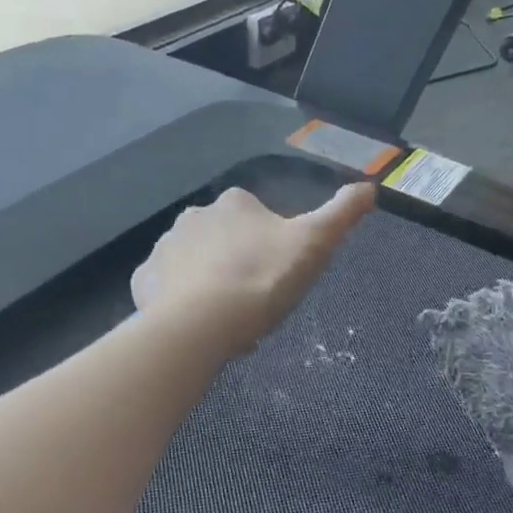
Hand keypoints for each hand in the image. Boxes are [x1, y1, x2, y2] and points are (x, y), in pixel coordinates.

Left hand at [131, 184, 375, 360]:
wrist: (202, 324)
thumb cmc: (263, 280)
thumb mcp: (315, 245)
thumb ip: (342, 213)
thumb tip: (370, 186)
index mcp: (235, 204)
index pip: (258, 219)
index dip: (272, 252)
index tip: (278, 282)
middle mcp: (194, 216)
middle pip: (225, 243)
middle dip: (238, 269)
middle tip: (255, 307)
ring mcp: (164, 247)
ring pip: (195, 266)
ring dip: (210, 286)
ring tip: (227, 324)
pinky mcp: (142, 281)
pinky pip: (165, 288)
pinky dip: (178, 302)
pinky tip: (195, 326)